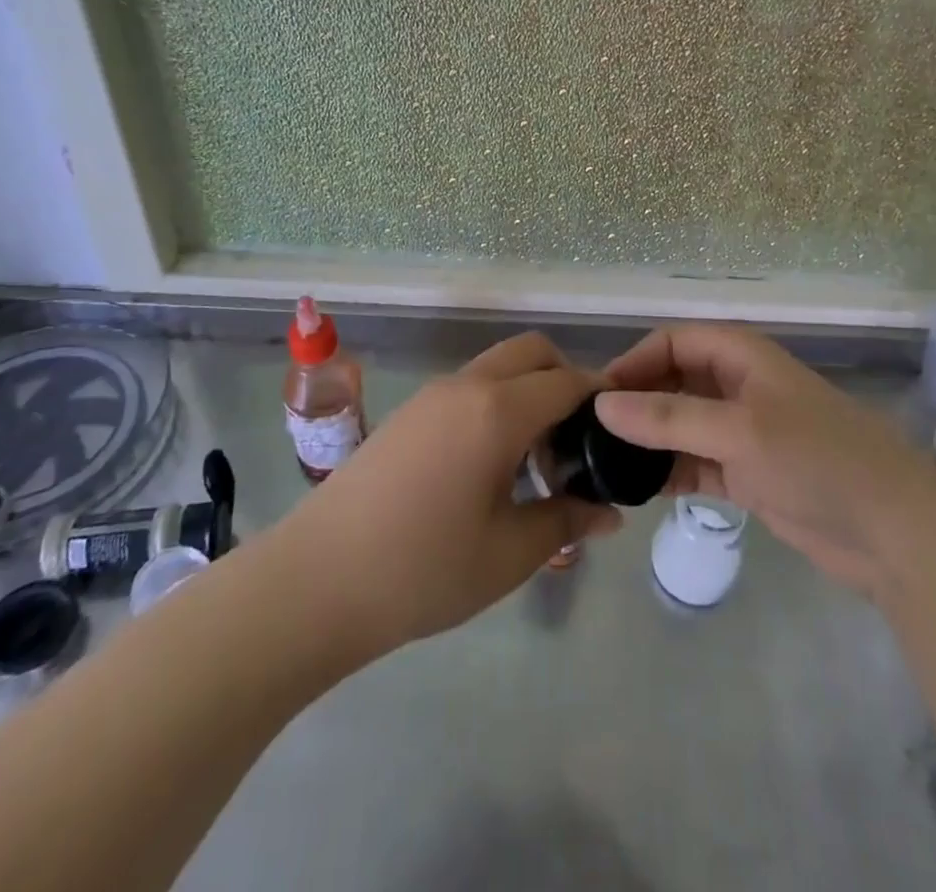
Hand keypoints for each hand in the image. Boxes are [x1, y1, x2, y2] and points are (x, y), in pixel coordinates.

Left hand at [279, 332, 620, 654]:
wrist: (315, 582)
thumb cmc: (422, 570)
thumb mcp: (508, 553)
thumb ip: (566, 520)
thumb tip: (609, 512)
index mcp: (498, 410)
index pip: (568, 381)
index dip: (602, 399)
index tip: (620, 432)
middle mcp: (466, 385)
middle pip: (533, 352)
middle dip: (566, 380)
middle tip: (576, 443)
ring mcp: (432, 395)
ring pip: (499, 367)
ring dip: (528, 393)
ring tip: (534, 463)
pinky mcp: (408, 413)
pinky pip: (470, 388)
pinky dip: (497, 404)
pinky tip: (490, 467)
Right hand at [597, 325, 924, 593]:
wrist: (893, 532)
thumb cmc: (816, 459)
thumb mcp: (737, 430)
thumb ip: (667, 417)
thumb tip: (601, 405)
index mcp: (741, 356)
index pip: (673, 342)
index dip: (634, 362)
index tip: (597, 397)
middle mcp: (738, 386)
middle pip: (673, 381)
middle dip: (636, 402)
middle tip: (590, 435)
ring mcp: (742, 432)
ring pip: (680, 425)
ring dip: (647, 440)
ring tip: (603, 464)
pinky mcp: (747, 474)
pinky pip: (694, 462)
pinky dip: (668, 472)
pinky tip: (636, 489)